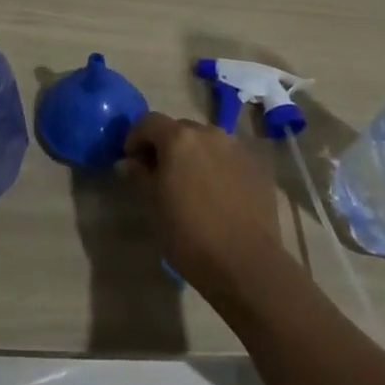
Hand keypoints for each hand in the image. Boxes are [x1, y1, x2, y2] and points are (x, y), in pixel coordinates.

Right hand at [121, 112, 284, 305]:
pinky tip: (217, 194)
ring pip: (206, 142)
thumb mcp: (154, 205)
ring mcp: (236, 148)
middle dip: (166, 145)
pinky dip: (217, 167)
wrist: (246, 263)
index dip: (136, 137)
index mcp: (179, 138)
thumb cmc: (189, 235)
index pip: (149, 122)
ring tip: (191, 184)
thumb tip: (128, 162)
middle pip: (180, 129)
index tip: (132, 160)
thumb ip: (139, 175)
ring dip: (194, 155)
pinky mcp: (256, 167)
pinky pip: (228, 158)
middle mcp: (209, 133)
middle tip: (160, 173)